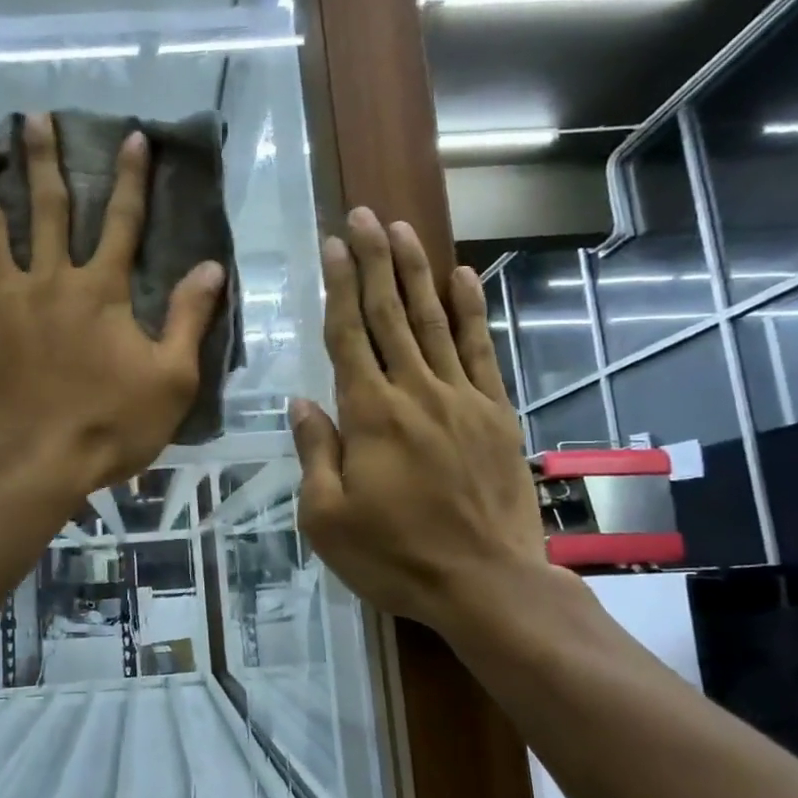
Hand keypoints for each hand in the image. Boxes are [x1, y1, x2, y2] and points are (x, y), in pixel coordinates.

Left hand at [0, 113, 226, 498]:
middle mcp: (50, 282)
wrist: (37, 466)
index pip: (122, 222)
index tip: (132, 137)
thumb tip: (212, 266)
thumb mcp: (172, 379)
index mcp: (101, 292)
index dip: (131, 179)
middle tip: (32, 115)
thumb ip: (188, 318)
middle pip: (47, 208)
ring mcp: (3, 302)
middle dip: (43, 158)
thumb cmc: (111, 427)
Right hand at [292, 208, 573, 647]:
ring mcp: (462, 398)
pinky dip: (472, 310)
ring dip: (416, 272)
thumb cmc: (395, 556)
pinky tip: (463, 277)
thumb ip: (316, 453)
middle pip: (390, 315)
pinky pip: (482, 350)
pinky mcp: (495, 413)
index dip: (339, 287)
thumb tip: (302, 402)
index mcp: (370, 415)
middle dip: (374, 261)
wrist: (486, 582)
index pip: (349, 336)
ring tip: (402, 230)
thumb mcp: (328, 518)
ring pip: (435, 322)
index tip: (333, 245)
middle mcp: (415, 392)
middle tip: (363, 215)